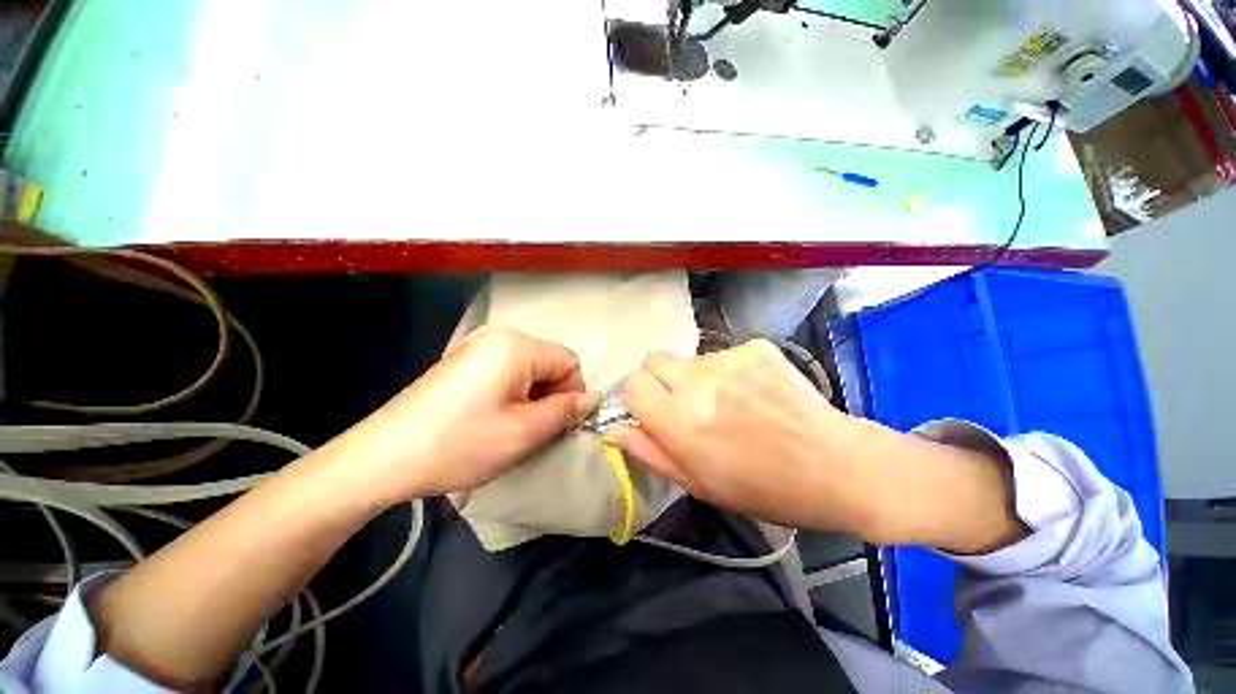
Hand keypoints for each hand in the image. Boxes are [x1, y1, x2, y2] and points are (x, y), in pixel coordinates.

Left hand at [328, 326, 597, 503]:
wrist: (382, 458)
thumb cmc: (460, 443)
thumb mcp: (524, 432)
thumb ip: (565, 412)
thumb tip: (591, 399)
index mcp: (517, 346)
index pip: (569, 362)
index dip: (572, 394)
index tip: (558, 424)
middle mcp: (499, 337)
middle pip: (548, 363)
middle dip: (550, 396)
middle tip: (533, 430)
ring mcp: (477, 347)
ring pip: (528, 370)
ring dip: (531, 398)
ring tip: (511, 428)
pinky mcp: (462, 362)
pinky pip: (505, 373)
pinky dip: (511, 395)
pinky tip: (491, 420)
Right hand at [606, 340, 858, 530]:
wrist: (835, 466)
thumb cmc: (762, 488)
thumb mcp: (697, 483)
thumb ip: (649, 452)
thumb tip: (613, 430)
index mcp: (680, 421)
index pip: (634, 385)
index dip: (640, 399)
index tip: (655, 411)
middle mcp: (699, 382)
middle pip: (654, 359)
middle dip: (661, 380)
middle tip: (687, 404)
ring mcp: (730, 359)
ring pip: (690, 359)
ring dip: (697, 378)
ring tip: (729, 404)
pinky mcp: (756, 347)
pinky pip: (723, 354)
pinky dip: (729, 371)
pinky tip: (753, 393)